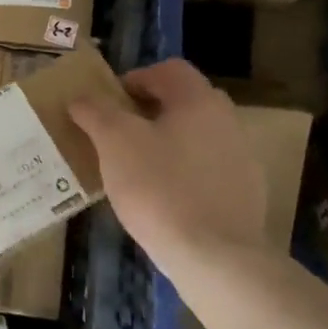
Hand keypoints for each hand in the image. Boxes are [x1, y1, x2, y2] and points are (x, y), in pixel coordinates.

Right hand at [69, 59, 275, 270]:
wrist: (217, 259)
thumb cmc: (160, 188)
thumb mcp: (114, 142)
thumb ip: (95, 112)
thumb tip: (81, 98)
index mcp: (199, 100)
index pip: (168, 70)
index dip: (134, 79)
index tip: (109, 106)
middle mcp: (227, 121)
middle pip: (182, 103)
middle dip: (148, 113)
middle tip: (118, 135)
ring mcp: (242, 160)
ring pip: (195, 138)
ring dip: (165, 145)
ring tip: (135, 171)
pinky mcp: (246, 196)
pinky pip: (206, 171)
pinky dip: (183, 176)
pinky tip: (163, 201)